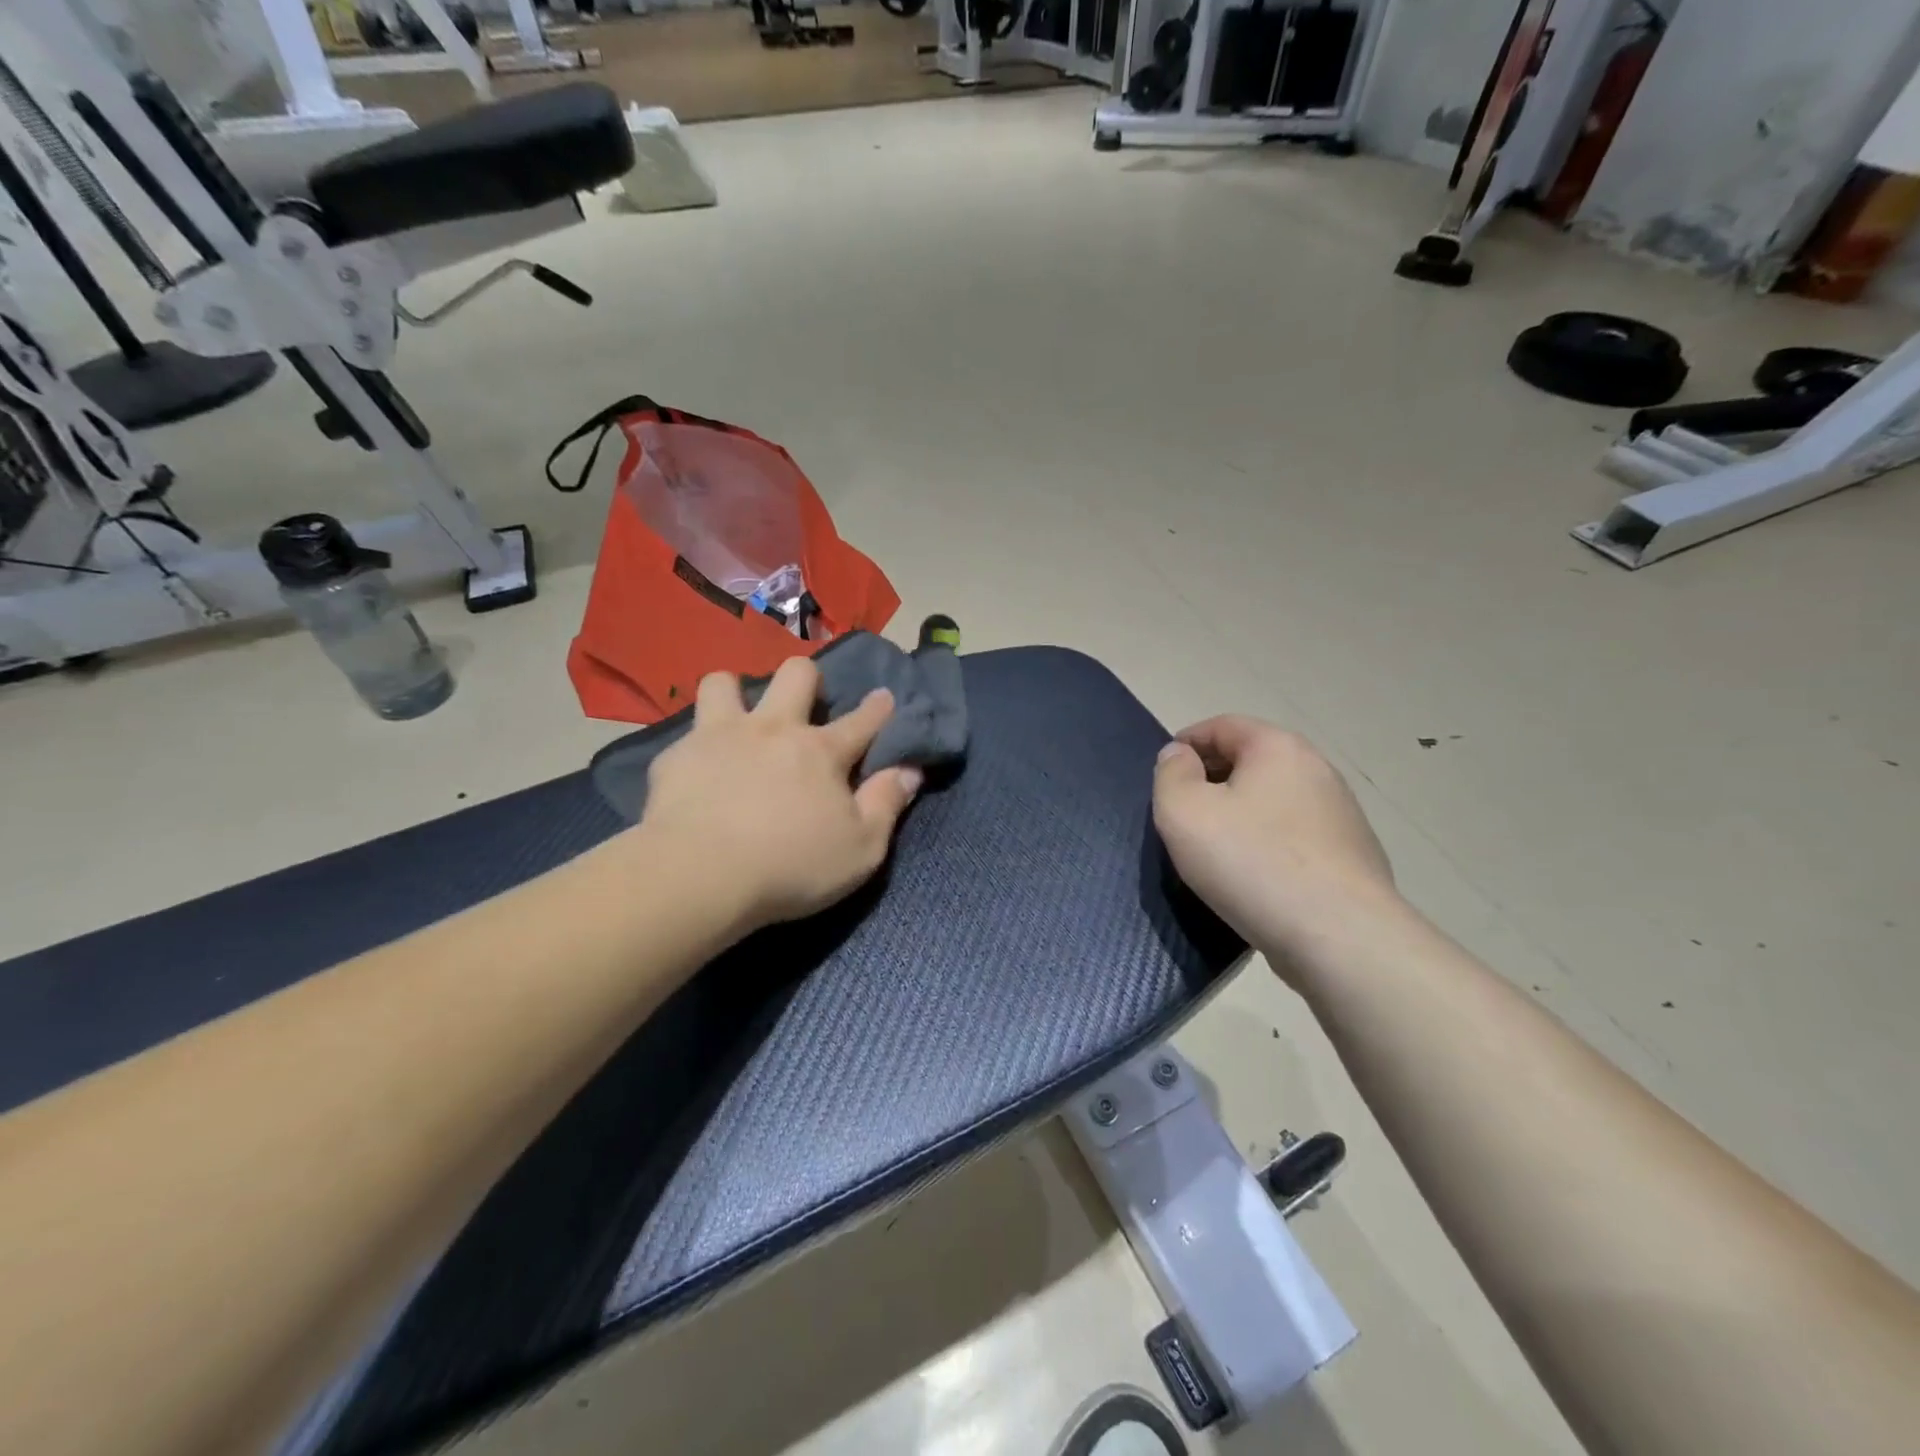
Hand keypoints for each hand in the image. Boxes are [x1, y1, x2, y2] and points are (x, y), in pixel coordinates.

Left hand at [639, 658, 923, 932]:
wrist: (699, 876)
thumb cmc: (791, 867)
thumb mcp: (861, 849)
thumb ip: (887, 804)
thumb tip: (910, 770)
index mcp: (821, 752)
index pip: (862, 720)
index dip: (878, 707)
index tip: (884, 696)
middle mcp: (773, 729)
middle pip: (795, 674)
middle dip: (807, 678)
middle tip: (804, 703)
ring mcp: (720, 736)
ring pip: (724, 683)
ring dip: (735, 694)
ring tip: (737, 720)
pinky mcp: (676, 757)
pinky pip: (685, 735)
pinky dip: (696, 748)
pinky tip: (696, 773)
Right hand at [1153, 716, 1396, 966]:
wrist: (1339, 936)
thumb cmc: (1250, 862)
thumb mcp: (1183, 812)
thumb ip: (1171, 773)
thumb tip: (1179, 756)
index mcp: (1278, 747)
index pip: (1222, 725)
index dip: (1185, 743)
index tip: (1163, 775)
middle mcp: (1317, 770)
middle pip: (1251, 761)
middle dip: (1212, 779)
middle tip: (1183, 814)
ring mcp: (1342, 815)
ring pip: (1274, 801)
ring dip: (1241, 814)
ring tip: (1215, 849)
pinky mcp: (1352, 857)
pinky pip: (1295, 837)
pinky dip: (1268, 845)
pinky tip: (1254, 878)